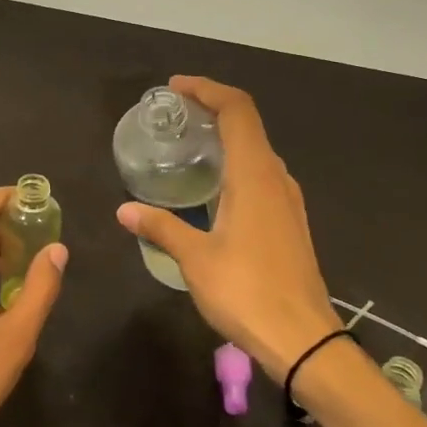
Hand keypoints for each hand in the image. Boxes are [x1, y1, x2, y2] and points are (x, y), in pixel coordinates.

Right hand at [116, 76, 338, 381]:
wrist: (302, 338)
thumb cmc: (246, 292)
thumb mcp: (195, 258)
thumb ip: (161, 227)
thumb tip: (124, 210)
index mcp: (254, 175)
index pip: (237, 110)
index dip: (207, 90)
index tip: (176, 88)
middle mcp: (276, 178)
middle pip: (248, 124)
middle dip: (212, 110)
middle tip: (175, 117)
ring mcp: (288, 201)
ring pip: (257, 151)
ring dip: (226, 138)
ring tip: (189, 147)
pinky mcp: (290, 222)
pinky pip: (261, 176)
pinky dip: (236, 164)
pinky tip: (212, 189)